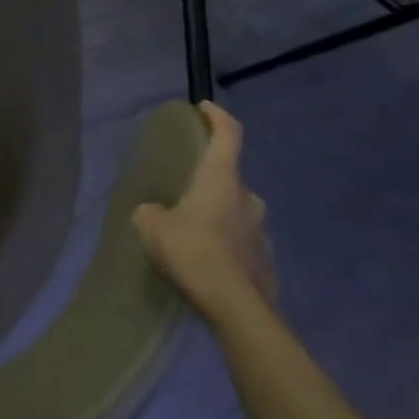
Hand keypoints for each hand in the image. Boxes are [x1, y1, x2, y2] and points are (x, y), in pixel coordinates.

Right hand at [132, 101, 276, 325]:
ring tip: (196, 233)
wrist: (237, 311)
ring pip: (238, 214)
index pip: (228, 133)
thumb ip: (150, 212)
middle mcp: (248, 199)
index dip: (217, 116)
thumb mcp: (152, 226)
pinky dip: (228, 248)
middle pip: (231, 178)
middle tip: (187, 191)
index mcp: (221, 178)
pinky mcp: (268, 266)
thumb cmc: (193, 252)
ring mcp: (262, 233)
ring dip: (220, 217)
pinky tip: (209, 265)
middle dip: (211, 181)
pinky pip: (243, 246)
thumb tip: (153, 213)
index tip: (204, 108)